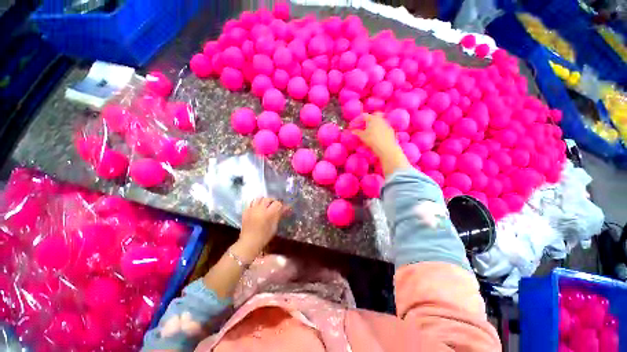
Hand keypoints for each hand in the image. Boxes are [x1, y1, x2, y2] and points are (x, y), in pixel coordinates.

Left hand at [235, 197, 286, 260]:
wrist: (249, 242)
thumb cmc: (264, 236)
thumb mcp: (274, 226)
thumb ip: (278, 216)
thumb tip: (285, 209)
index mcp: (269, 213)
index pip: (277, 203)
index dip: (280, 204)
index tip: (281, 207)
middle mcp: (260, 209)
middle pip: (267, 199)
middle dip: (271, 201)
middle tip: (273, 206)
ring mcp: (252, 209)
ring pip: (258, 199)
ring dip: (263, 201)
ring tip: (264, 205)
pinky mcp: (245, 211)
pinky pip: (251, 203)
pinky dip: (255, 204)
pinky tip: (257, 208)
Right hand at [353, 113, 410, 175]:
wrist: (386, 147)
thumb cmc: (372, 140)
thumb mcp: (362, 136)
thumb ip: (357, 132)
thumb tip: (352, 131)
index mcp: (372, 118)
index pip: (363, 116)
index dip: (356, 121)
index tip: (352, 126)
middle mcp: (380, 119)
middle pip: (373, 116)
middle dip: (367, 120)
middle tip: (362, 126)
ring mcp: (386, 124)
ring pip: (379, 122)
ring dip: (373, 125)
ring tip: (369, 132)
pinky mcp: (390, 130)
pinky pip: (383, 128)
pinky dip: (378, 130)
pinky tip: (376, 136)